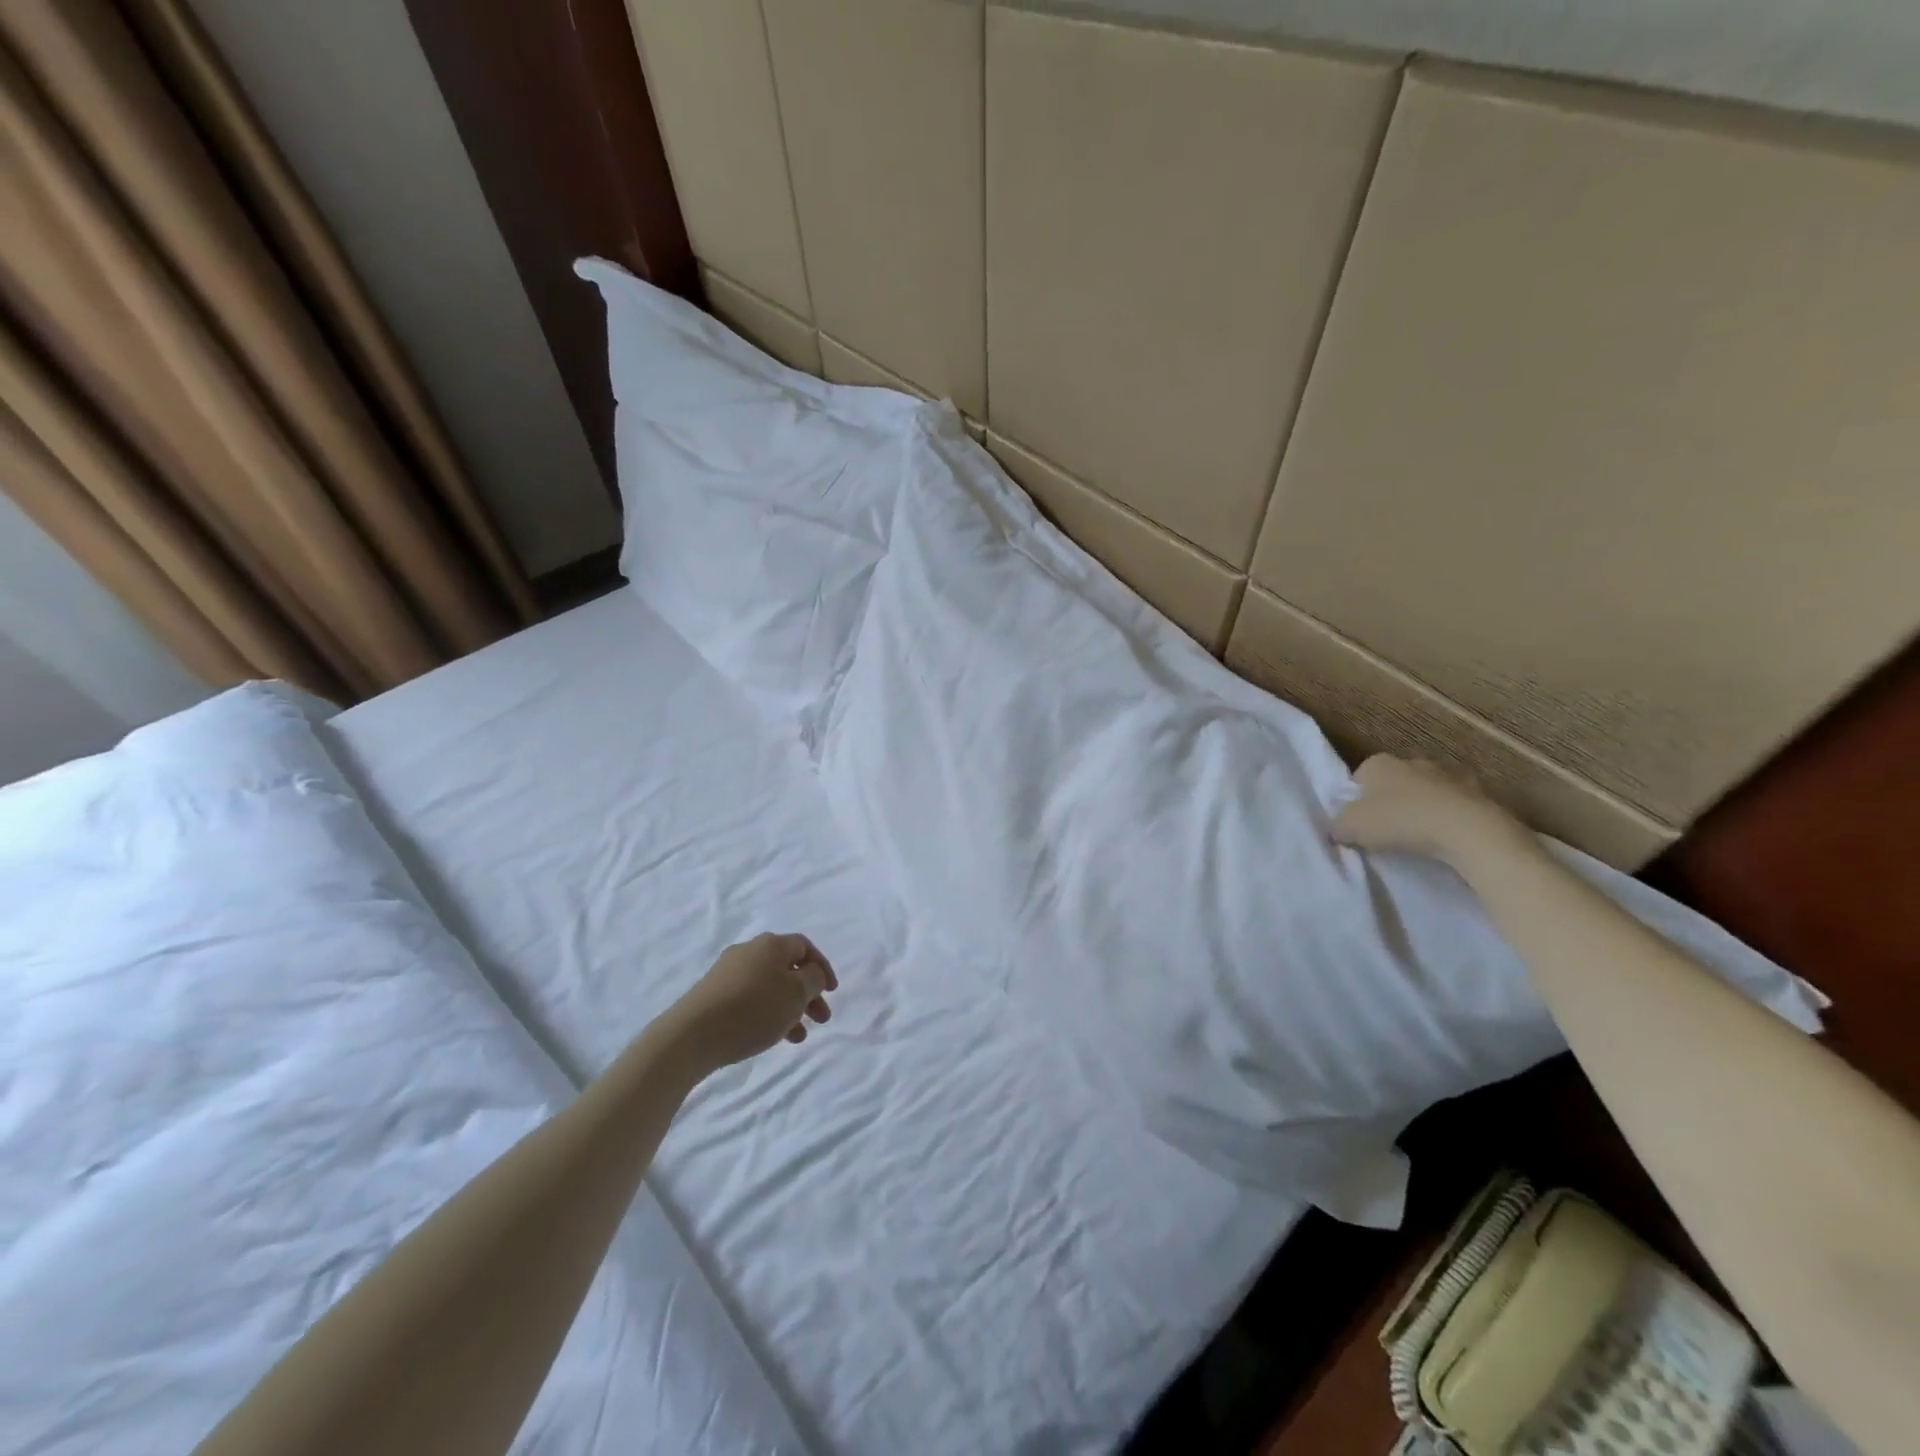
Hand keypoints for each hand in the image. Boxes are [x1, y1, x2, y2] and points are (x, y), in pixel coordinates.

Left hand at [669, 933, 837, 1069]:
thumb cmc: (752, 1010)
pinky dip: (767, 1013)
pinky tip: (770, 1035)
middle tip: (820, 1019)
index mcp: (771, 944)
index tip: (832, 992)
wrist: (690, 1035)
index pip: (805, 947)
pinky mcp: (713, 994)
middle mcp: (749, 951)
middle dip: (808, 993)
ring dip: (788, 1007)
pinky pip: (750, 998)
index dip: (822, 967)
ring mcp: (727, 972)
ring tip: (797, 1036)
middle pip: (787, 967)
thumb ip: (813, 979)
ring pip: (770, 986)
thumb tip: (812, 972)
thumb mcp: (796, 993)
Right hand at [1329, 755, 1531, 865]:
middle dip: (1388, 803)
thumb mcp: (1351, 827)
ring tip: (1417, 839)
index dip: (1355, 801)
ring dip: (1420, 809)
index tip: (1358, 824)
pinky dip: (1448, 819)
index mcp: (1379, 763)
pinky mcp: (1479, 793)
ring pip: (1425, 793)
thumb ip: (1337, 826)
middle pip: (1392, 783)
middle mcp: (1412, 761)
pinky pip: (1453, 807)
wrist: (1469, 831)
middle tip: (1385, 832)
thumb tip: (1337, 829)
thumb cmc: (1400, 821)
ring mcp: (1448, 775)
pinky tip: (1445, 839)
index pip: (1358, 778)